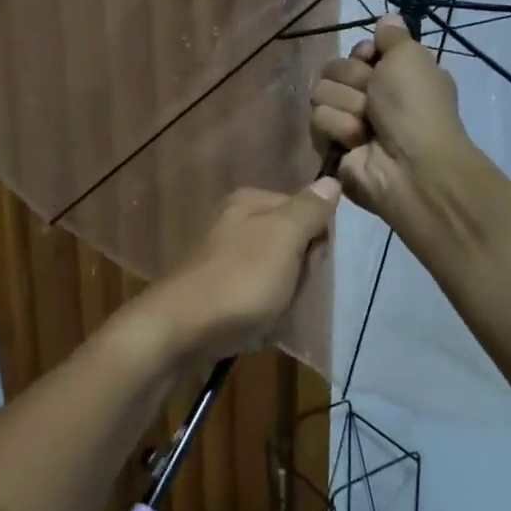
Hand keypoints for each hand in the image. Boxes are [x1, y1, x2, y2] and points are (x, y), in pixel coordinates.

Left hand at [148, 181, 340, 362]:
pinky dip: (260, 309)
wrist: (180, 330)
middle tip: (292, 289)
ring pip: (273, 270)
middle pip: (288, 241)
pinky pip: (252, 294)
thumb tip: (330, 179)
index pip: (305, 209)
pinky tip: (257, 323)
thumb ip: (308, 210)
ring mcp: (220, 256)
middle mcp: (232, 221)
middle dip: (299, 268)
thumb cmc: (240, 280)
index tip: (313, 263)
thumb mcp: (283, 238)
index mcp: (249, 201)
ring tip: (275, 311)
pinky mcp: (213, 288)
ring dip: (281, 293)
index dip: (317, 238)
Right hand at [309, 14, 473, 228]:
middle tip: (374, 100)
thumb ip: (393, 35)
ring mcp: (350, 121)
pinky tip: (357, 142)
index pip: (358, 51)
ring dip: (346, 106)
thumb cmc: (414, 106)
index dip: (362, 54)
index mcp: (394, 74)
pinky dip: (338, 128)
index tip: (372, 60)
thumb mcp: (410, 57)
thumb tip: (387, 18)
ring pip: (322, 93)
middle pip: (335, 69)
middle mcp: (372, 96)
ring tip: (367, 126)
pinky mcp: (331, 144)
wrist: (409, 163)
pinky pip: (318, 121)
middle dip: (353, 81)